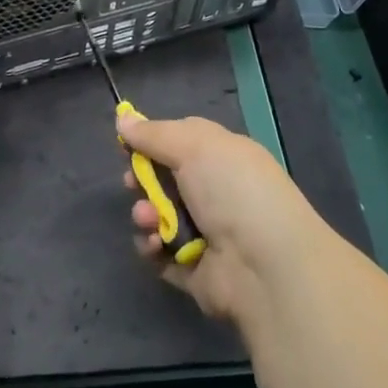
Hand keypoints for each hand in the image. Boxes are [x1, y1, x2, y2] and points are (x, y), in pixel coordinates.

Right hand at [120, 114, 327, 327]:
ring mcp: (205, 231)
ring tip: (148, 218)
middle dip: (142, 179)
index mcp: (222, 155)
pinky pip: (160, 253)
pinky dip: (151, 246)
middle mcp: (215, 191)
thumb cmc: (233, 189)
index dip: (152, 140)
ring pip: (157, 215)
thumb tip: (122, 118)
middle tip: (131, 182)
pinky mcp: (194, 269)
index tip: (126, 144)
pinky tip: (155, 243)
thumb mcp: (193, 146)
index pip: (181, 141)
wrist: (265, 266)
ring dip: (145, 213)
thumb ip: (154, 133)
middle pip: (164, 178)